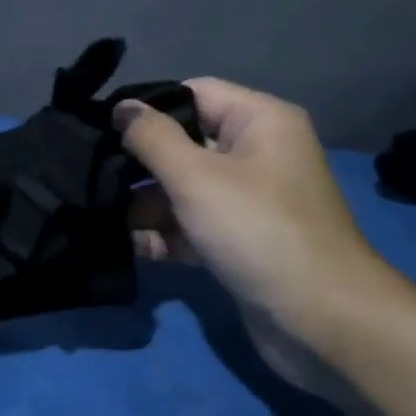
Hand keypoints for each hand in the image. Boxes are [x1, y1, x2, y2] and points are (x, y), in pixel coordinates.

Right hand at [115, 78, 401, 389]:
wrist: (321, 322)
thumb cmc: (257, 231)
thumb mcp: (195, 176)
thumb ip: (151, 137)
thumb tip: (120, 107)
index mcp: (260, 121)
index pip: (193, 94)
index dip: (148, 108)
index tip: (101, 129)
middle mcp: (256, 154)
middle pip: (183, 144)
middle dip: (140, 164)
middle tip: (94, 178)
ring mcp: (248, 200)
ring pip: (182, 188)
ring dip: (146, 205)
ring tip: (107, 220)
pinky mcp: (239, 241)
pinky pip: (192, 225)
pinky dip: (165, 234)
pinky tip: (135, 247)